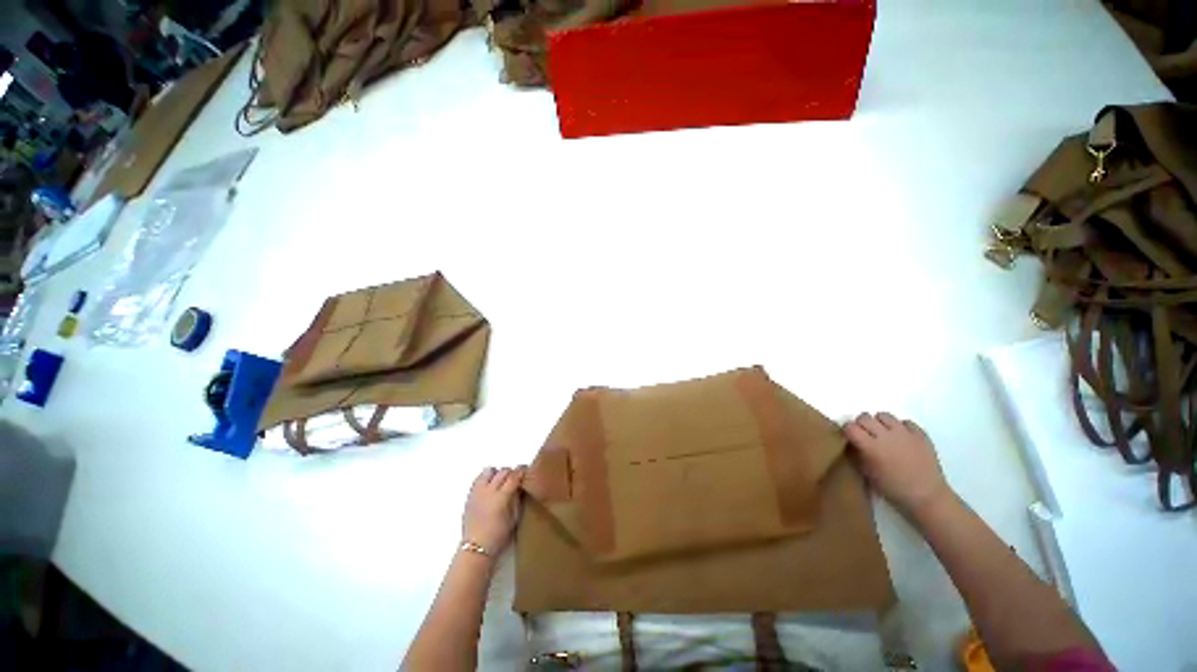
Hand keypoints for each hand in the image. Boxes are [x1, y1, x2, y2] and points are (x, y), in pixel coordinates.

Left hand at [462, 466, 525, 554]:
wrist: (476, 547)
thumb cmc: (499, 535)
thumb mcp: (514, 518)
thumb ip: (517, 499)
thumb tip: (520, 486)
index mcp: (501, 497)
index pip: (514, 476)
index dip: (521, 471)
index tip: (526, 470)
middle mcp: (489, 491)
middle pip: (503, 471)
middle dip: (511, 472)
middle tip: (515, 479)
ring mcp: (477, 492)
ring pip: (489, 471)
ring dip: (497, 473)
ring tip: (500, 481)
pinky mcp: (469, 495)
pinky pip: (478, 479)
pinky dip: (486, 478)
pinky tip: (489, 486)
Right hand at [844, 412, 954, 518]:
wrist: (927, 496)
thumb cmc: (893, 488)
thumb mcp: (868, 474)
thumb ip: (858, 454)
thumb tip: (852, 443)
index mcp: (871, 447)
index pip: (850, 427)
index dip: (847, 431)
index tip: (850, 437)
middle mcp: (886, 435)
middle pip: (864, 417)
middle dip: (861, 424)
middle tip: (864, 435)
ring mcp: (904, 433)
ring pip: (884, 415)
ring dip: (879, 422)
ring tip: (883, 433)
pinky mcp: (920, 434)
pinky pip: (906, 422)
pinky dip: (901, 427)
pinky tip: (901, 438)